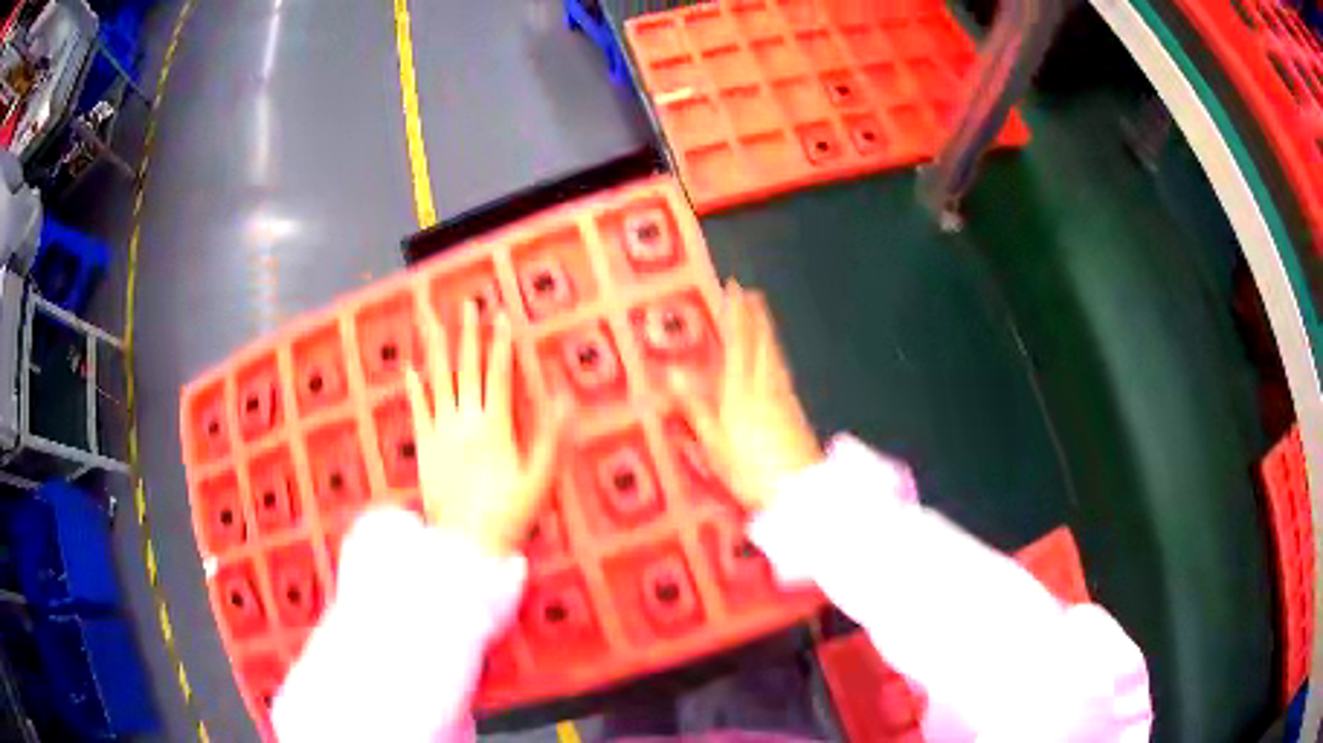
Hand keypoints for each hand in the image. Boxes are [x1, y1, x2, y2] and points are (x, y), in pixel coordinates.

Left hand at [405, 301, 568, 555]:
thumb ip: (550, 437)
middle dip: (469, 334)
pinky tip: (410, 368)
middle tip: (468, 304)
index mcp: (495, 426)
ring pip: (438, 381)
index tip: (502, 315)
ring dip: (436, 349)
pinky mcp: (424, 446)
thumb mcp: (539, 479)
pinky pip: (418, 410)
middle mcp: (465, 421)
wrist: (467, 541)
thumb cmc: (508, 513)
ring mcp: (441, 432)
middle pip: (467, 369)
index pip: (499, 375)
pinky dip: (414, 388)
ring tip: (433, 320)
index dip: (501, 344)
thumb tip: (565, 399)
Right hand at [672, 281, 820, 511]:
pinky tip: (775, 356)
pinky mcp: (796, 410)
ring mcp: (784, 397)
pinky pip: (782, 369)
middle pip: (762, 344)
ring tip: (763, 314)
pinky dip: (776, 352)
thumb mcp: (715, 446)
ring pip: (775, 354)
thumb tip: (673, 373)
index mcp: (741, 393)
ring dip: (768, 331)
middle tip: (751, 293)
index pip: (739, 345)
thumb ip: (697, 408)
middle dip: (756, 316)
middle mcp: (765, 387)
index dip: (736, 316)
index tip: (733, 291)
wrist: (801, 491)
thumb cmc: (751, 472)